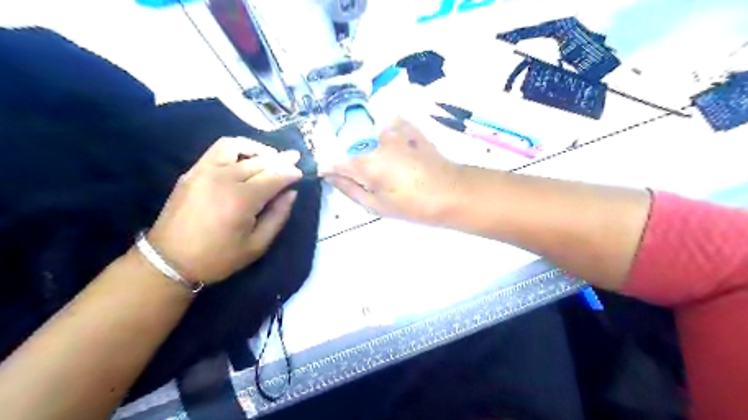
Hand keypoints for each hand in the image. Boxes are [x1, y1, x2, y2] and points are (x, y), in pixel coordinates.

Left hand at [147, 136, 301, 283]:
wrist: (169, 261)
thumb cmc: (218, 258)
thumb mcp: (257, 246)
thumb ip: (278, 216)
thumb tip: (291, 193)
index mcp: (241, 200)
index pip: (274, 176)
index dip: (291, 173)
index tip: (301, 173)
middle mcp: (223, 178)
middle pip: (259, 161)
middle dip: (281, 159)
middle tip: (294, 159)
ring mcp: (204, 171)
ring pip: (236, 146)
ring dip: (258, 148)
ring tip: (270, 155)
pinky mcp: (192, 172)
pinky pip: (218, 150)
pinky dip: (237, 149)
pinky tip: (246, 158)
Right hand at [327, 116, 465, 223]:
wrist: (451, 192)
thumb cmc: (413, 205)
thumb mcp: (377, 205)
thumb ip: (349, 189)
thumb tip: (330, 177)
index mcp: (365, 164)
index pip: (334, 162)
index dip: (330, 170)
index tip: (331, 176)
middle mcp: (374, 142)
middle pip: (351, 147)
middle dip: (351, 160)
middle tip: (367, 177)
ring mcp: (393, 132)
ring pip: (369, 136)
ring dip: (370, 147)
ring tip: (386, 165)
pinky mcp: (409, 128)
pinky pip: (390, 125)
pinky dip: (387, 134)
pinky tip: (397, 148)